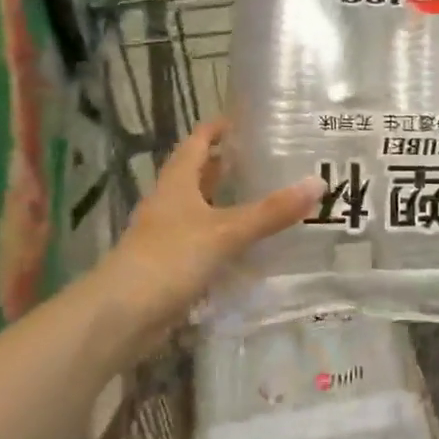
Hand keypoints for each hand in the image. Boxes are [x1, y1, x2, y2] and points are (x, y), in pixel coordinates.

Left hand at [95, 119, 321, 344]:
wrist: (120, 317)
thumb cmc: (169, 259)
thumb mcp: (226, 231)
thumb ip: (271, 211)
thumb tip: (318, 183)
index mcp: (177, 183)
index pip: (197, 142)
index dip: (218, 128)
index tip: (246, 120)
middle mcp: (170, 203)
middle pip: (199, 174)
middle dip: (227, 165)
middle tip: (267, 159)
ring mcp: (167, 236)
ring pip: (202, 209)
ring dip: (227, 202)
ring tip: (266, 198)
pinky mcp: (171, 266)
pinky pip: (204, 242)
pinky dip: (225, 238)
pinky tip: (250, 246)